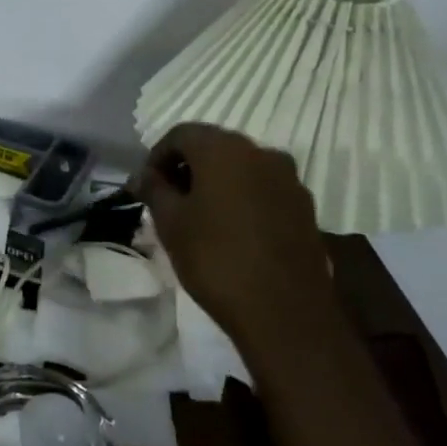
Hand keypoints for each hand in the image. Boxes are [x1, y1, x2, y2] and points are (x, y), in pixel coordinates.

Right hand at [137, 123, 333, 340]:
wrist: (284, 311)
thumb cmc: (215, 259)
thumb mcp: (170, 223)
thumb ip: (154, 189)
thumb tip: (142, 175)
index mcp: (224, 150)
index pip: (181, 134)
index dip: (156, 156)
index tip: (145, 187)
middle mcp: (261, 153)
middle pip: (214, 147)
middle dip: (187, 168)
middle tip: (167, 200)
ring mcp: (289, 179)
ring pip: (241, 168)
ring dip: (216, 183)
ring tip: (198, 217)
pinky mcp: (304, 207)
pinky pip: (263, 189)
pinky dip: (242, 198)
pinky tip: (230, 230)